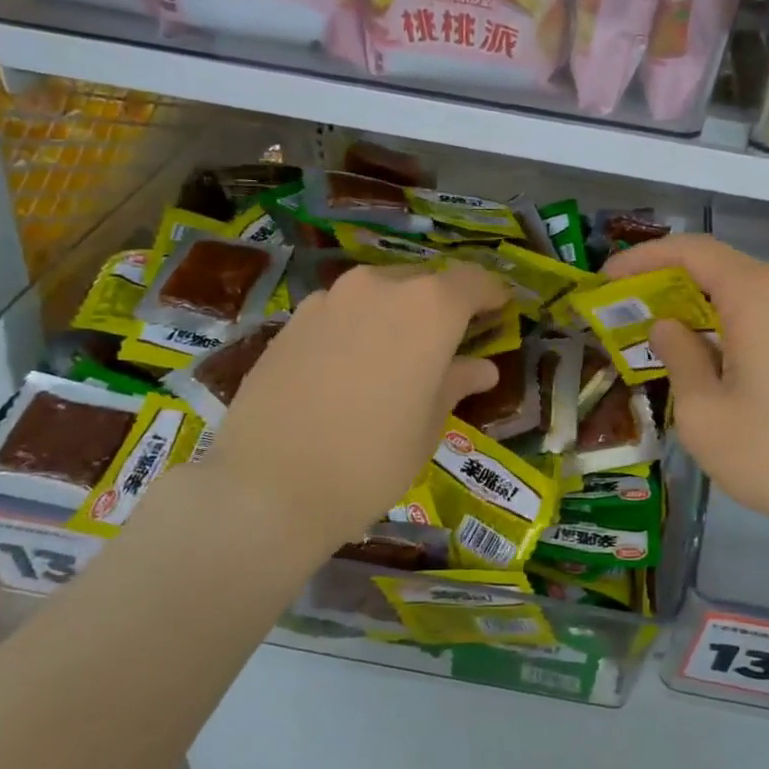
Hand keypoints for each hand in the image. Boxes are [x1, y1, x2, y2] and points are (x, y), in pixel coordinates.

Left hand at [202, 262, 509, 555]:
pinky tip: (351, 367)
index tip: (500, 310)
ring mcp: (330, 299)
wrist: (268, 487)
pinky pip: (342, 310)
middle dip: (443, 306)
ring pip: (380, 292)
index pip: (472, 281)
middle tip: (449, 342)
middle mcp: (379, 287)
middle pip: (425, 282)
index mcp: (428, 308)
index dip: (491, 294)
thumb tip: (481, 368)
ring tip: (398, 356)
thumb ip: (455, 383)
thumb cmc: (371, 461)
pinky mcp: (293, 320)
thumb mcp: (427, 427)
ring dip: (398, 314)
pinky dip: (359, 326)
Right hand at [603, 236, 768, 564]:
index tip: (608, 280)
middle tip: (628, 310)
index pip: (692, 250)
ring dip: (701, 304)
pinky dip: (732, 322)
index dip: (644, 258)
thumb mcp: (704, 412)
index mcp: (757, 295)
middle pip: (720, 266)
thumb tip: (668, 327)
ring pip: (746, 291)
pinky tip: (714, 356)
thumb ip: (678, 356)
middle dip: (669, 282)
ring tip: (664, 335)